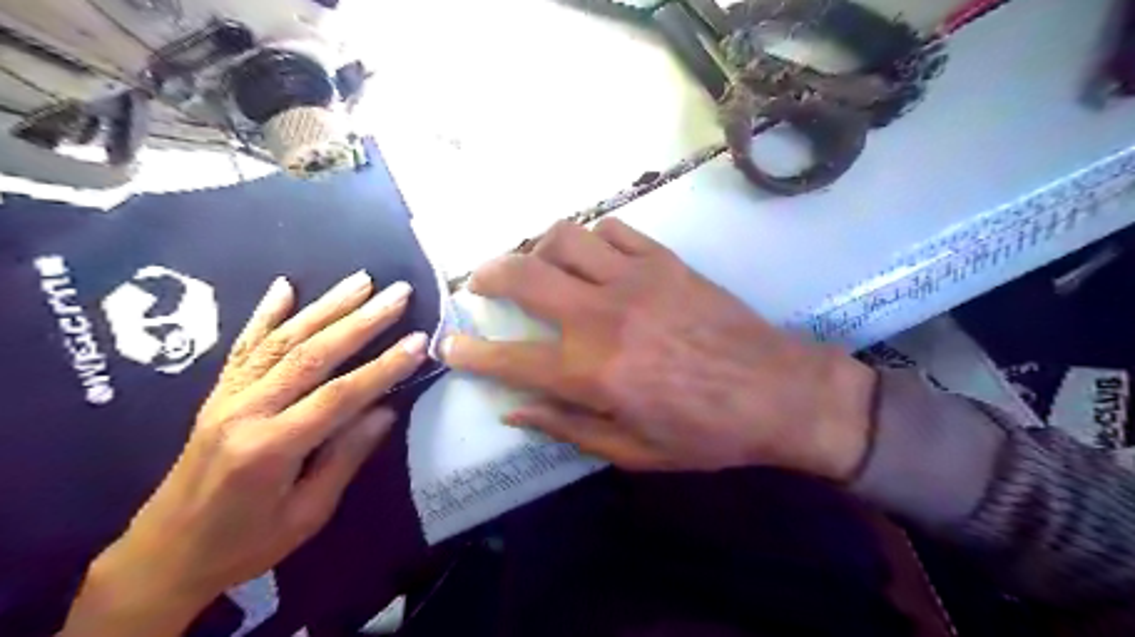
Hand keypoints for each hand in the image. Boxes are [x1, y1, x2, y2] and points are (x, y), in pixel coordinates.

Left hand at [59, 271, 431, 636]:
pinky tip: (284, 286)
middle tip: (398, 294)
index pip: (339, 396)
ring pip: (282, 340)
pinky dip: (265, 313)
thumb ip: (345, 457)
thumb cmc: (244, 544)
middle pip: (312, 354)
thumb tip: (385, 410)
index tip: (419, 341)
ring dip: (325, 306)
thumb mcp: (307, 514)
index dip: (383, 366)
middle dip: (361, 320)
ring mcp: (226, 397)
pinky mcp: (217, 394)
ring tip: (361, 280)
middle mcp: (245, 411)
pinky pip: (243, 346)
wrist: (162, 556)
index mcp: (270, 448)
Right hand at [444, 219, 874, 476]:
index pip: (510, 357)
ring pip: (565, 237)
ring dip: (539, 247)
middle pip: (524, 275)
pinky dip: (592, 238)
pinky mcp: (665, 261)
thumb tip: (513, 410)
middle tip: (481, 283)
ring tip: (539, 265)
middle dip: (488, 275)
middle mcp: (602, 316)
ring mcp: (635, 279)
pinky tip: (595, 257)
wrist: (779, 392)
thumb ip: (567, 427)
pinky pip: (614, 229)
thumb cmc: (705, 433)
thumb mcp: (632, 452)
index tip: (451, 345)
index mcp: (591, 372)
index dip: (471, 352)